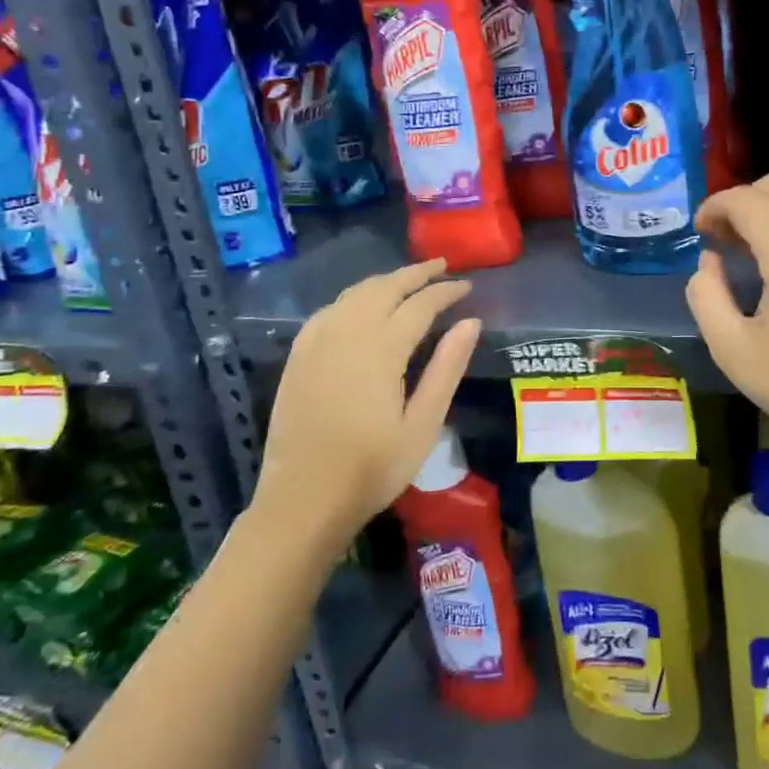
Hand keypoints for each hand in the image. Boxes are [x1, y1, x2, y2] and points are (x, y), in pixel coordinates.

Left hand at [256, 260, 480, 533]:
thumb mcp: (423, 424)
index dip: (445, 291)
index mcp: (380, 350)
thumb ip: (447, 369)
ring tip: (409, 279)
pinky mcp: (298, 357)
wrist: (303, 502)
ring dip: (384, 281)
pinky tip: (362, 305)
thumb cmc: (372, 469)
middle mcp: (346, 335)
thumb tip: (470, 322)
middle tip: (442, 266)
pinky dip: (353, 298)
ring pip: (354, 294)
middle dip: (415, 273)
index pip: (419, 305)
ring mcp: (316, 343)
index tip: (466, 285)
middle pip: (384, 288)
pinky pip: (329, 310)